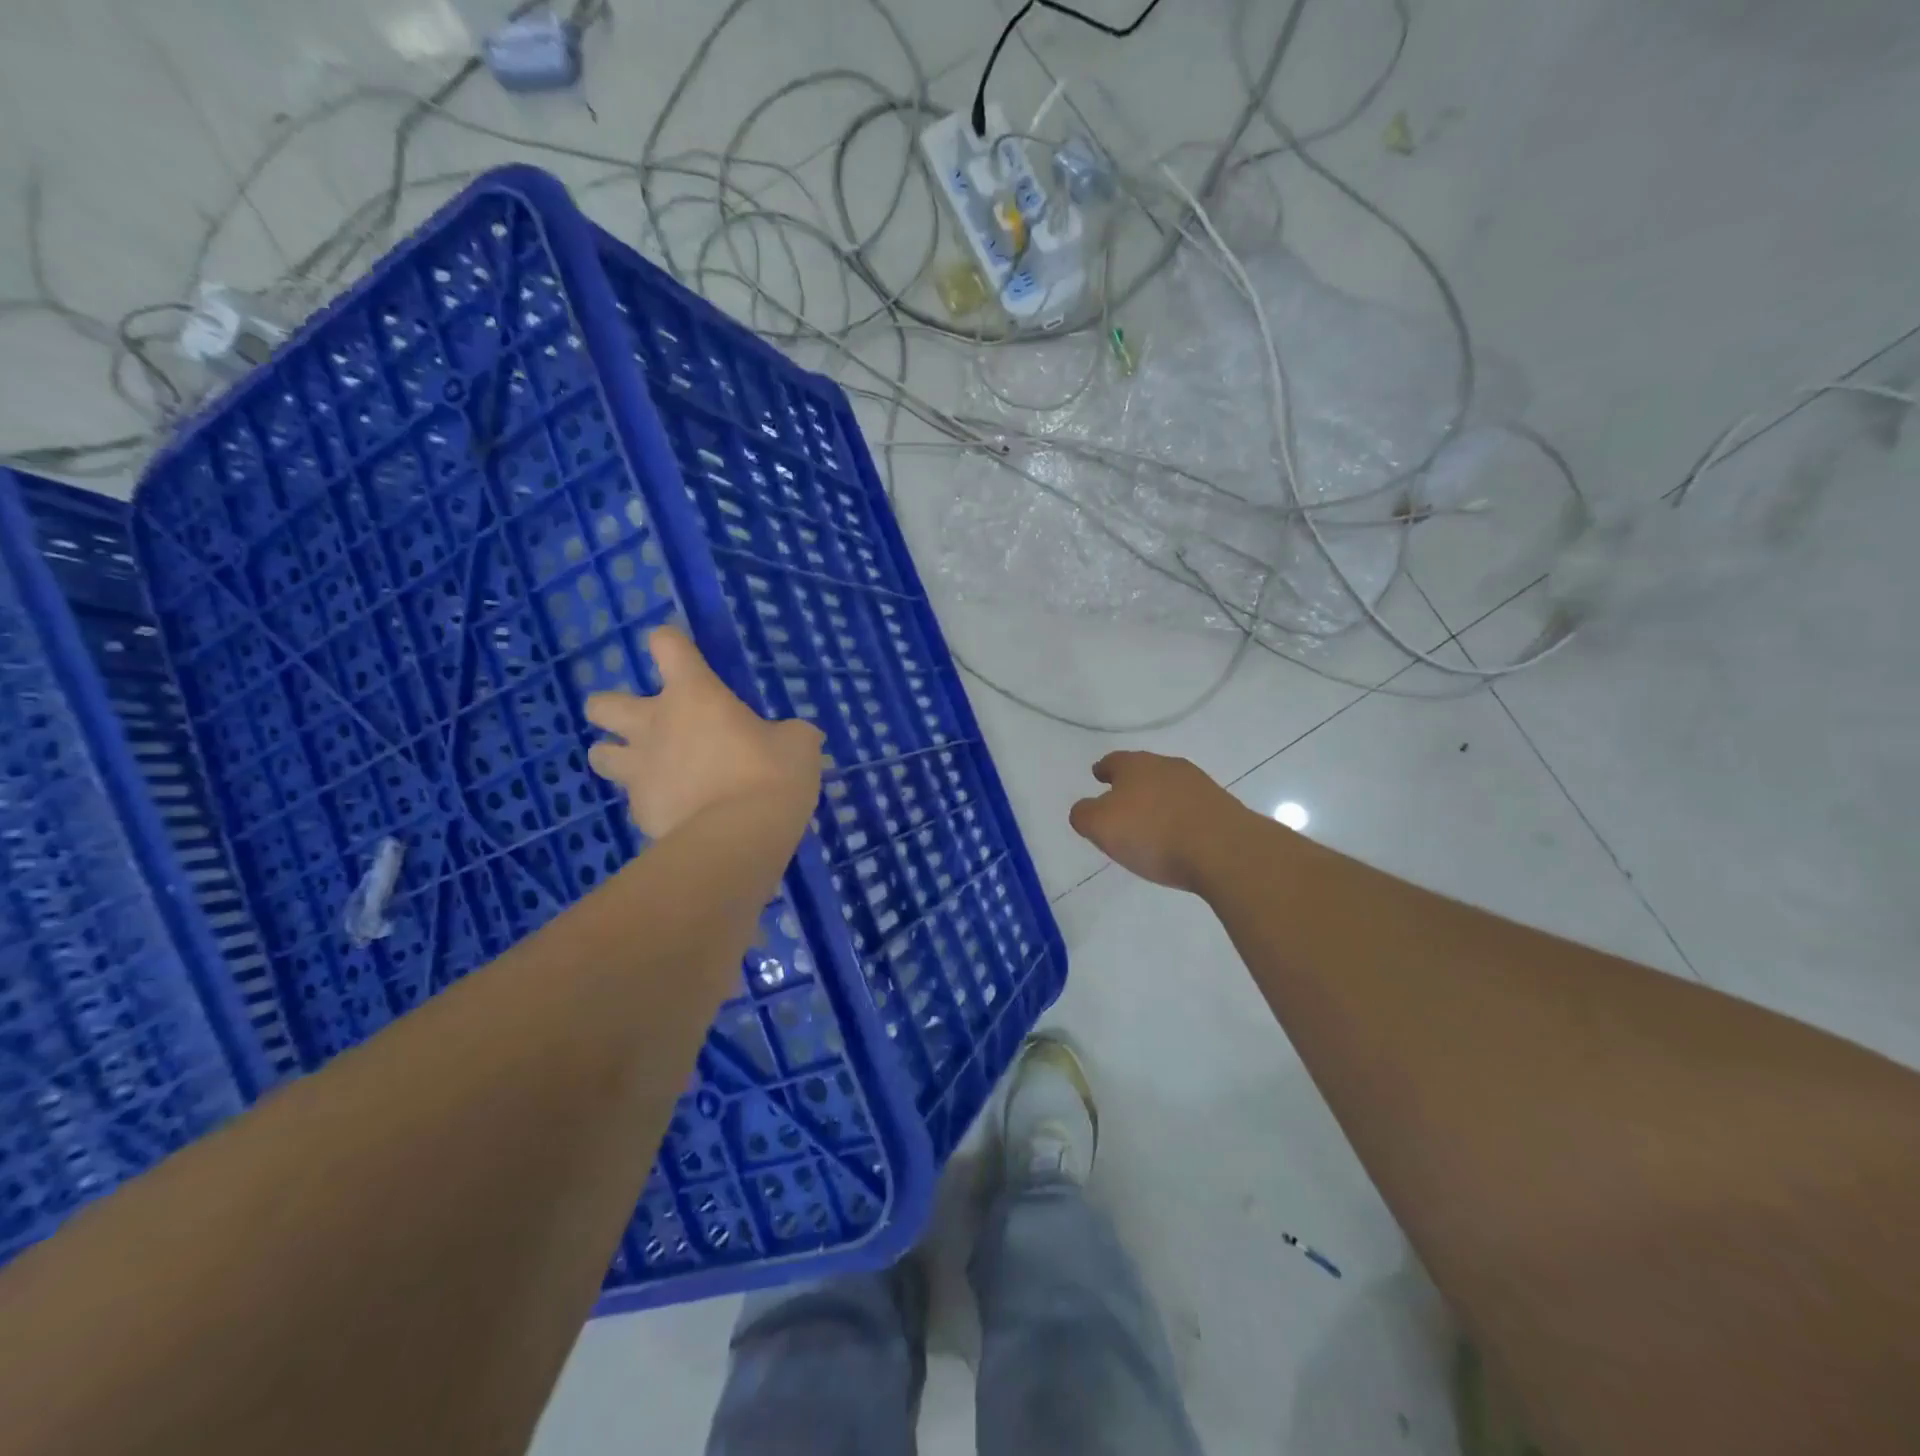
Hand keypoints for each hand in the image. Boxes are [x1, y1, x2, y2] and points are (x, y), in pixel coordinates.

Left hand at [585, 626, 823, 840]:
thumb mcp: (798, 744)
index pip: (667, 645)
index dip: (671, 643)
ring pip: (599, 754)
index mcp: (693, 694)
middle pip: (601, 704)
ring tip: (645, 768)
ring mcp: (639, 771)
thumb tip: (793, 737)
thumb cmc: (771, 774)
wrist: (740, 837)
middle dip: (612, 709)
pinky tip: (675, 810)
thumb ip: (788, 734)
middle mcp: (653, 724)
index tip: (681, 652)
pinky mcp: (639, 812)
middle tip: (647, 722)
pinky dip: (650, 801)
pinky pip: (633, 800)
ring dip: (616, 755)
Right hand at [1068, 750, 1254, 891]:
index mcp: (1136, 765)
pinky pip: (1192, 808)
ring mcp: (1200, 785)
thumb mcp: (1101, 826)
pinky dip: (1180, 818)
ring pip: (1170, 788)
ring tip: (1151, 823)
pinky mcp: (1222, 808)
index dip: (1104, 769)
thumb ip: (1084, 815)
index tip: (1098, 775)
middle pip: (1144, 771)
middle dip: (1132, 785)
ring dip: (1159, 801)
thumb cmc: (1153, 833)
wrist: (1225, 850)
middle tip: (1122, 802)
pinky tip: (1178, 836)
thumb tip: (1085, 809)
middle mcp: (1168, 766)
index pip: (1113, 761)